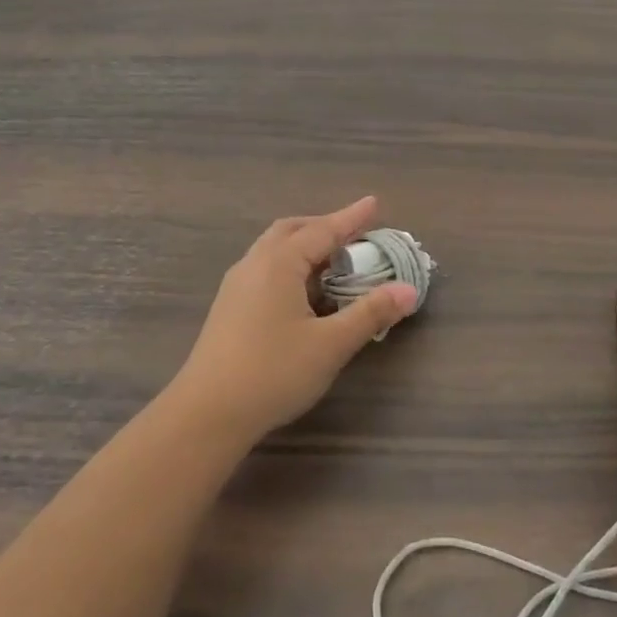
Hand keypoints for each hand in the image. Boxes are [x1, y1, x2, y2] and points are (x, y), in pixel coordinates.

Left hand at [167, 197, 418, 445]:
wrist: (208, 413)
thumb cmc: (273, 372)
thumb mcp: (331, 344)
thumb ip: (370, 314)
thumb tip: (409, 290)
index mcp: (278, 264)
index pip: (323, 231)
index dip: (351, 218)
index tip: (374, 203)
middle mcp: (254, 265)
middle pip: (292, 231)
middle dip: (324, 226)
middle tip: (354, 232)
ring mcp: (236, 286)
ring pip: (274, 250)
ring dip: (305, 246)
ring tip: (332, 259)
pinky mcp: (229, 308)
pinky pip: (265, 269)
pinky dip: (291, 265)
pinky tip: (303, 291)